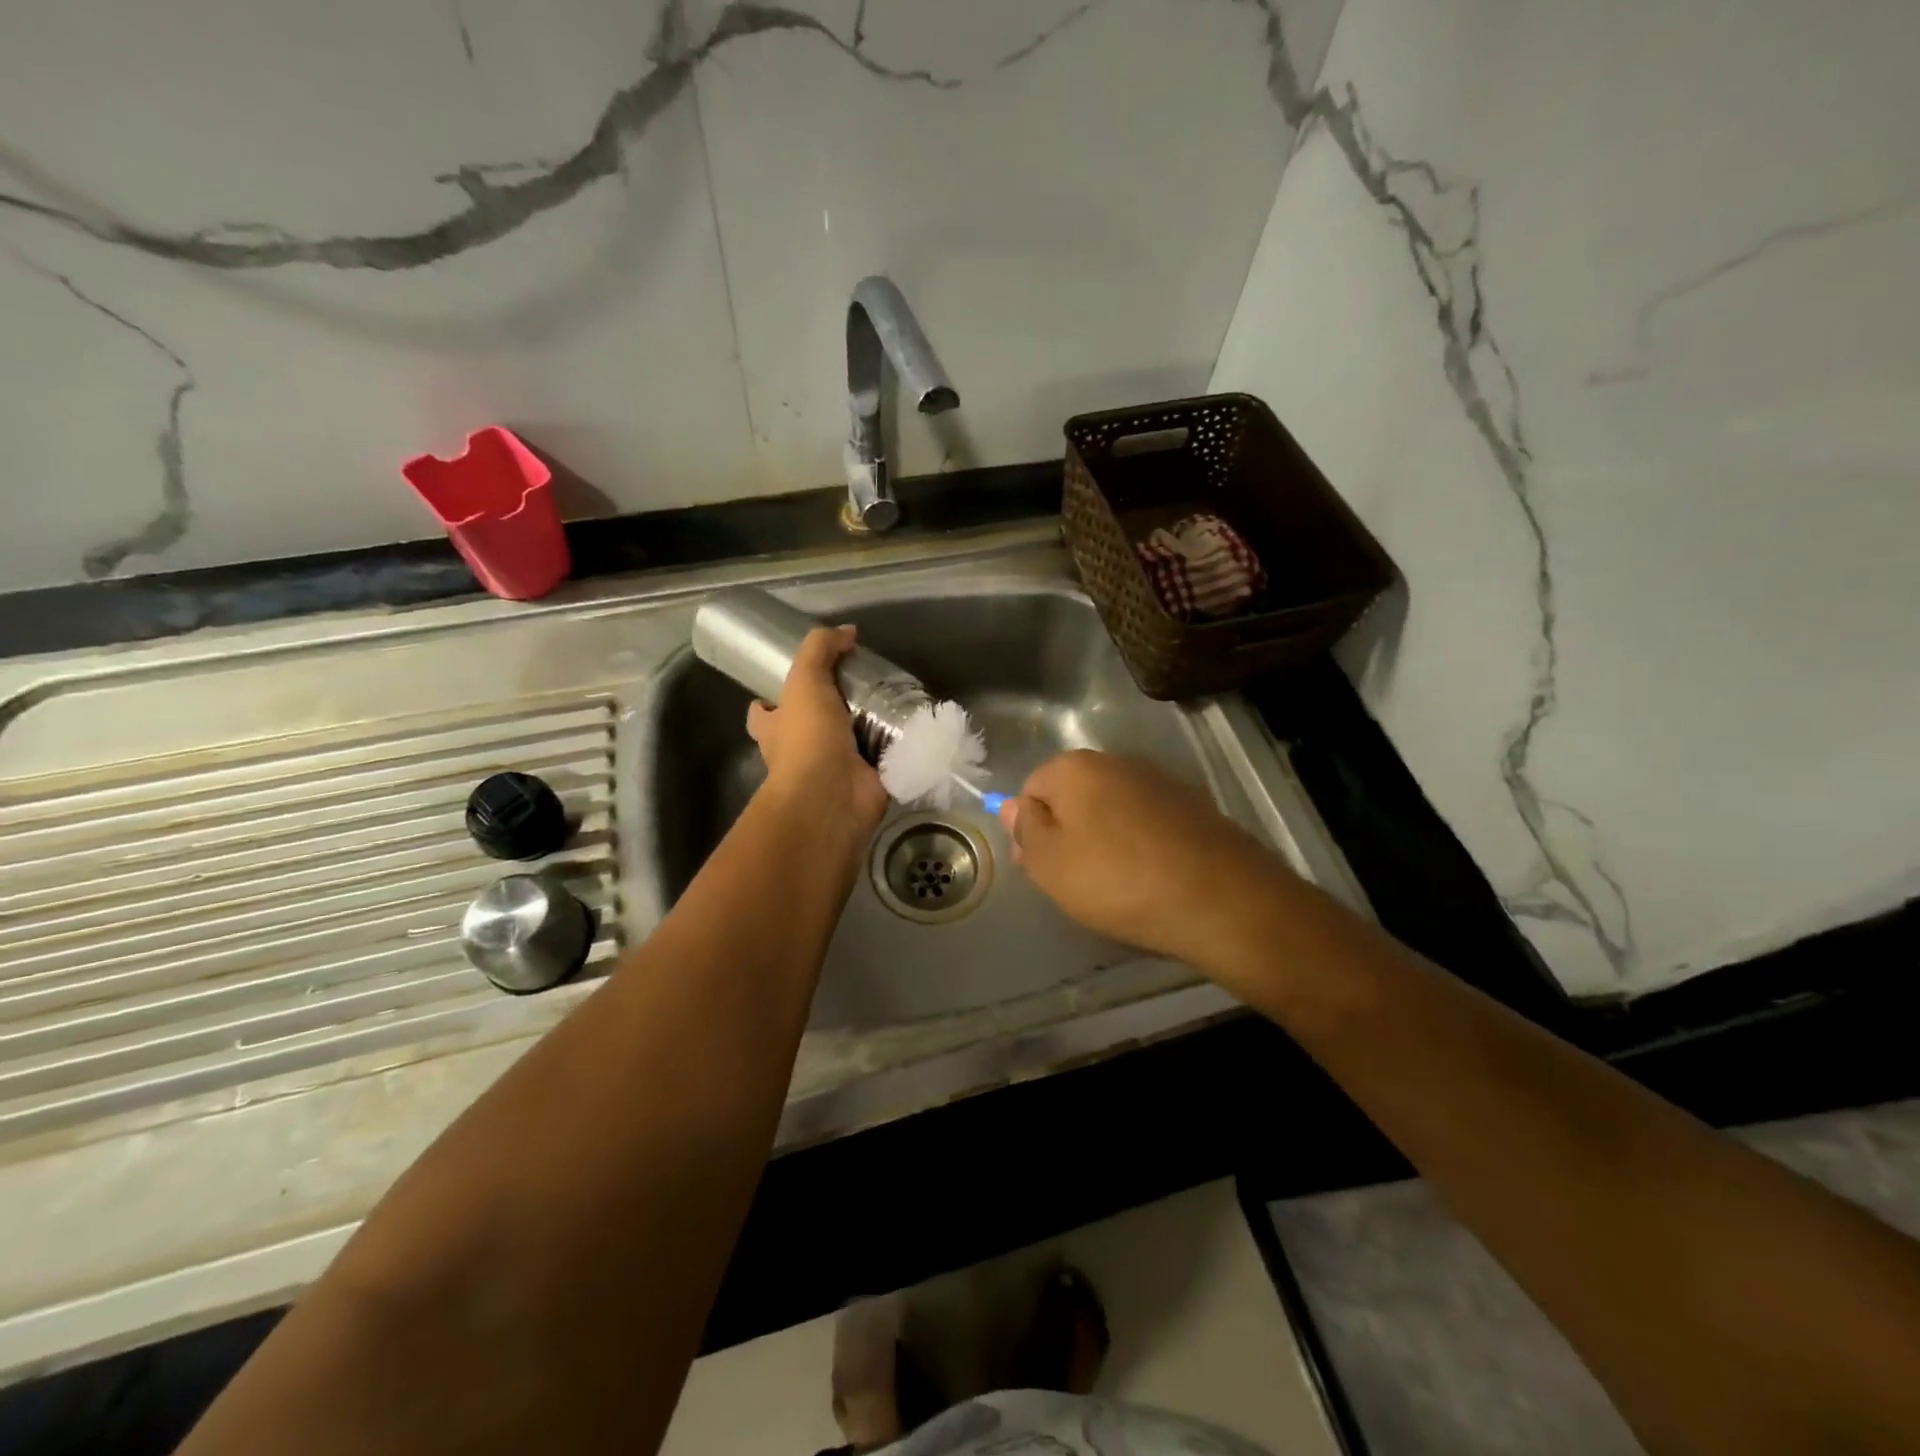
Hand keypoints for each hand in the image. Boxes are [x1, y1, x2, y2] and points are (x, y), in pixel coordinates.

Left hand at [746, 626, 889, 834]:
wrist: (833, 795)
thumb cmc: (807, 738)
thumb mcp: (806, 680)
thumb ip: (821, 650)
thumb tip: (847, 632)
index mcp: (775, 730)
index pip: (763, 713)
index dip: (771, 699)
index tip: (796, 680)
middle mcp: (799, 752)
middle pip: (809, 727)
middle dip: (831, 711)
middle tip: (861, 685)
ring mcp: (833, 770)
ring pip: (849, 744)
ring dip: (869, 728)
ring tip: (895, 700)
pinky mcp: (866, 781)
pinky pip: (882, 760)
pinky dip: (896, 748)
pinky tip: (916, 729)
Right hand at [999, 750, 1279, 967]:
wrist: (1221, 899)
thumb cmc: (1119, 881)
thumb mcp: (1051, 864)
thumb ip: (1025, 830)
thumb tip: (1012, 806)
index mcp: (1076, 768)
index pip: (1032, 788)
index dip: (1030, 829)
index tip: (1042, 868)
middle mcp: (1118, 761)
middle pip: (1074, 795)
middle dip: (1067, 832)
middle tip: (1074, 880)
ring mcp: (1161, 780)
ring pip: (1112, 808)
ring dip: (1104, 837)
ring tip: (1114, 883)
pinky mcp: (1194, 805)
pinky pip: (1148, 821)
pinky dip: (1141, 843)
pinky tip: (1150, 876)